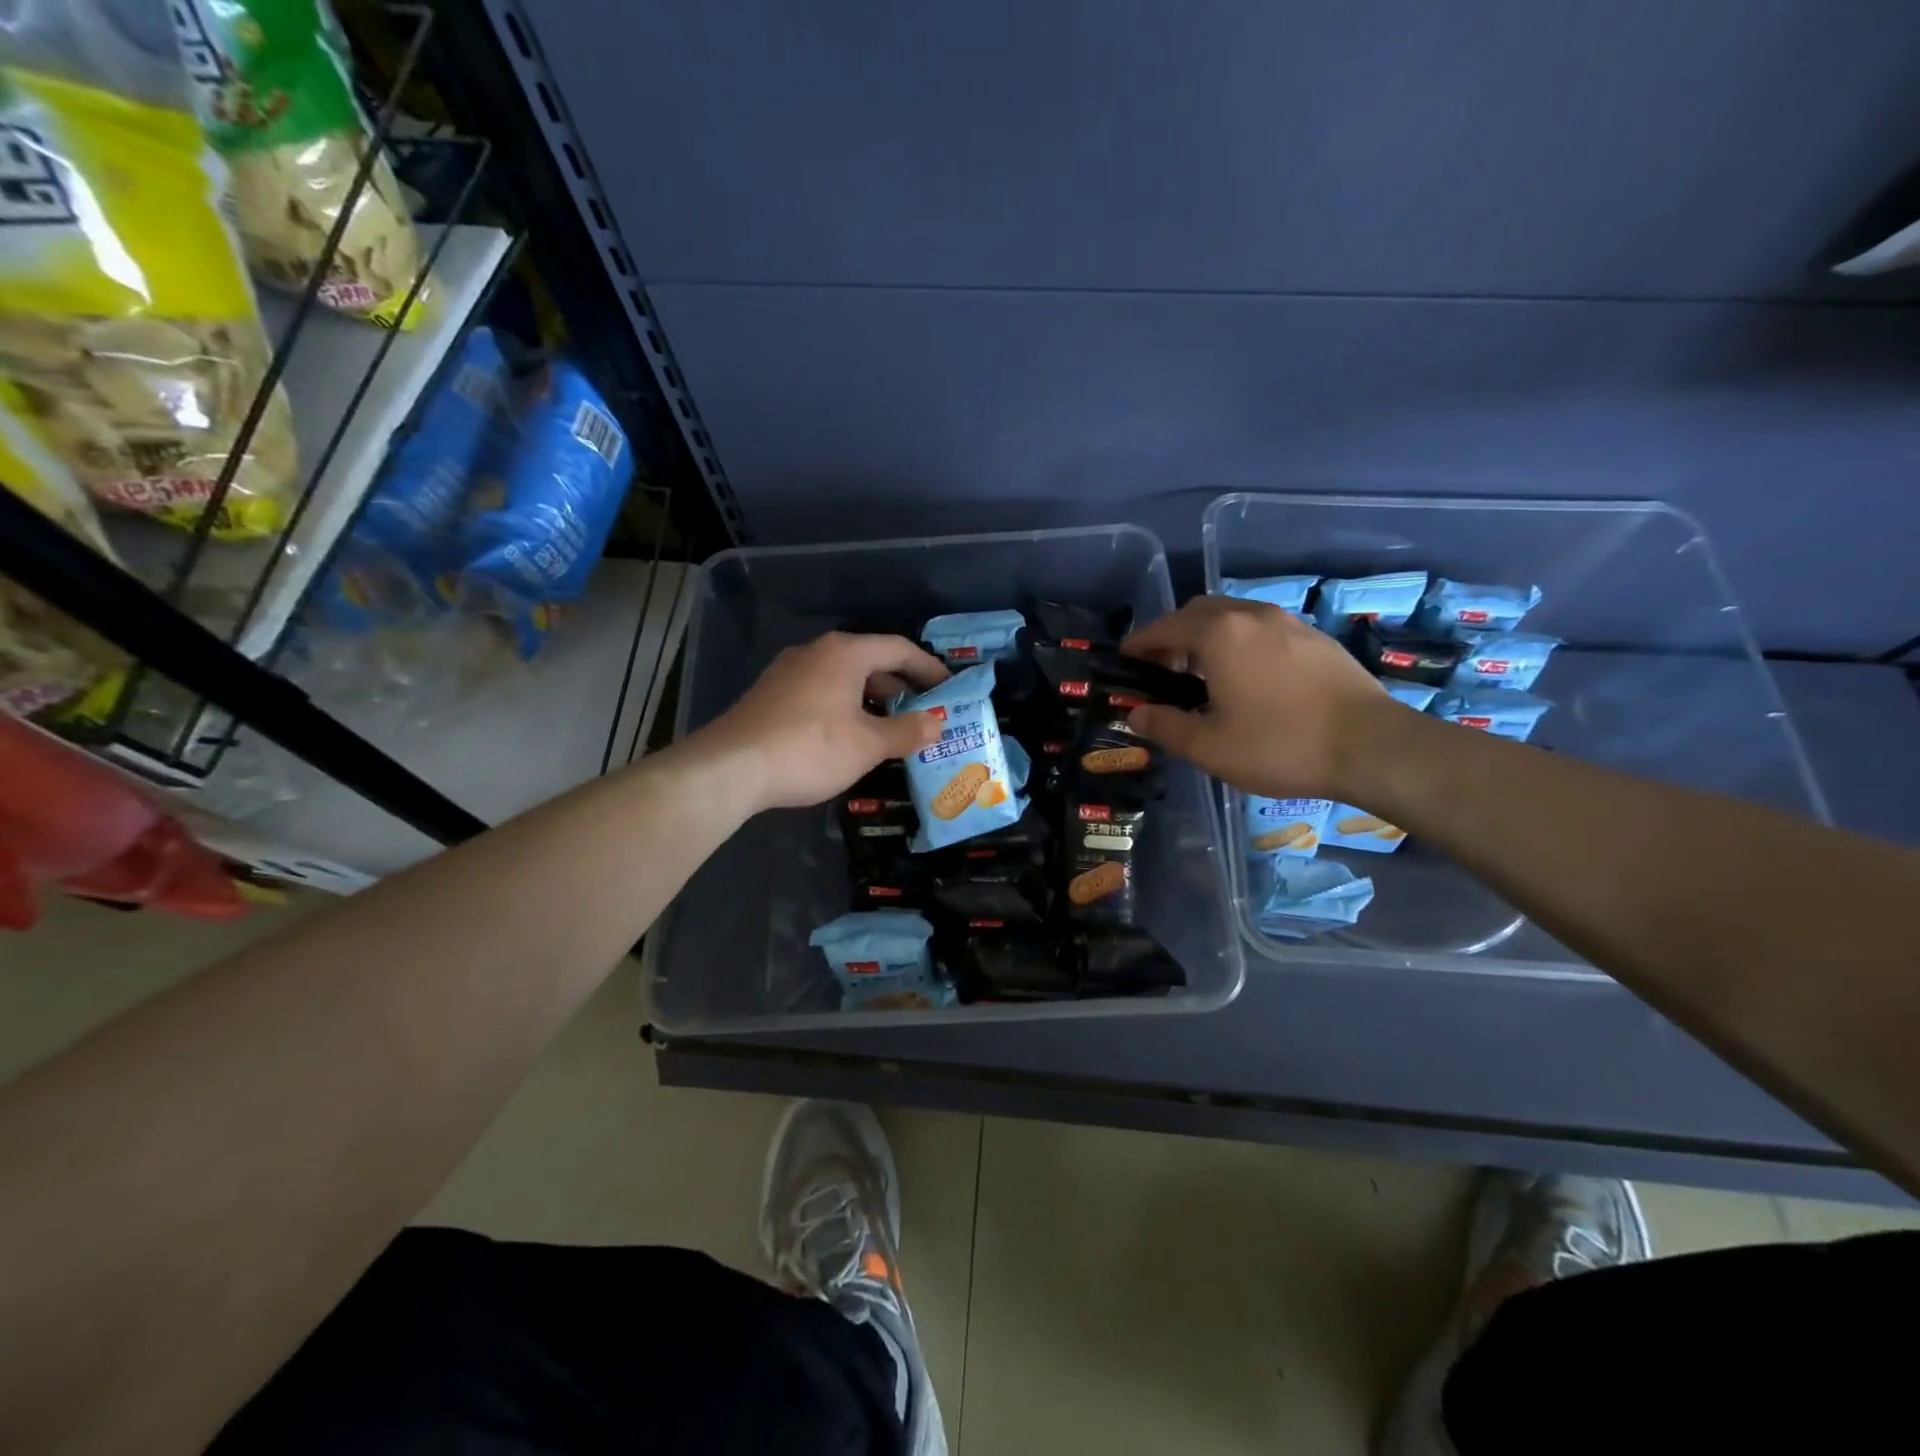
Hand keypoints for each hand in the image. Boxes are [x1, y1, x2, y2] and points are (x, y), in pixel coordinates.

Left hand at [695, 632, 949, 812]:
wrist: (731, 767)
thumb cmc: (810, 748)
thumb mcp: (867, 744)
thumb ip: (907, 731)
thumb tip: (937, 723)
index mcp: (845, 653)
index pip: (899, 648)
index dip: (928, 668)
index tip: (949, 688)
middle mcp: (816, 652)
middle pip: (870, 660)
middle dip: (901, 685)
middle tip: (925, 710)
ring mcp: (789, 672)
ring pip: (844, 677)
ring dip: (872, 698)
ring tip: (892, 726)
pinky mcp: (772, 694)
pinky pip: (822, 691)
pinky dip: (846, 705)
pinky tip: (850, 734)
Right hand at [1120, 596, 1397, 799]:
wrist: (1372, 746)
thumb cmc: (1280, 745)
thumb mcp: (1209, 747)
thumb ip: (1165, 726)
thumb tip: (1136, 715)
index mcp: (1219, 634)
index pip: (1164, 628)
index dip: (1139, 644)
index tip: (1124, 660)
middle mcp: (1251, 615)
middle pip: (1198, 612)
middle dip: (1173, 634)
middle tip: (1162, 670)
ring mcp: (1288, 623)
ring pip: (1233, 616)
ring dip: (1208, 636)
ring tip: (1202, 674)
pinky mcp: (1315, 638)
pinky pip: (1262, 628)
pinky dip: (1239, 642)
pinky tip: (1247, 677)